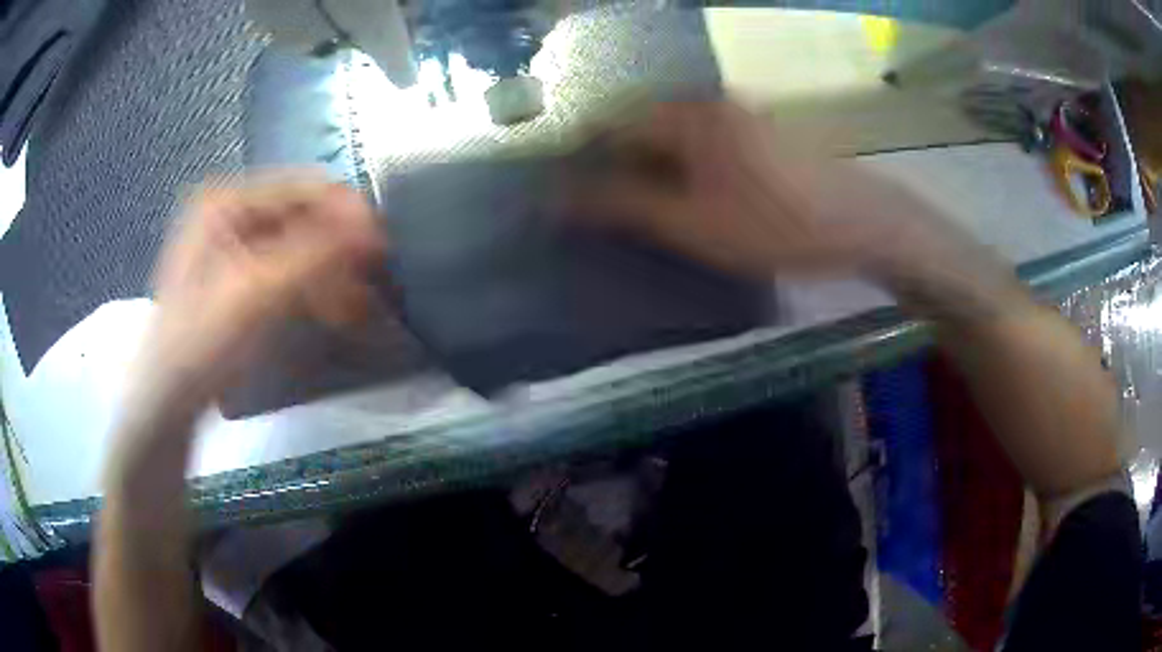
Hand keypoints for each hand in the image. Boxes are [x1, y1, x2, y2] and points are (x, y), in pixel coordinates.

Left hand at [131, 176, 385, 411]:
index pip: (301, 189)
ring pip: (299, 248)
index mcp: (225, 201)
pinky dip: (314, 290)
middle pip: (302, 219)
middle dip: (338, 250)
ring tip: (357, 306)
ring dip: (330, 274)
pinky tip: (335, 312)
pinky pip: (288, 272)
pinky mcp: (241, 278)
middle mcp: (230, 214)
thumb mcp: (255, 295)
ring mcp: (234, 246)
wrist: (168, 400)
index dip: (344, 213)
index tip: (381, 245)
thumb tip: (372, 227)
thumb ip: (314, 255)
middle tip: (372, 283)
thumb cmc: (201, 342)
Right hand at [568, 101, 954, 280]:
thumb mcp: (692, 223)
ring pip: (673, 137)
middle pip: (641, 126)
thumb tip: (561, 198)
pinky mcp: (758, 132)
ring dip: (650, 170)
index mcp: (686, 115)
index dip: (582, 160)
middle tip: (605, 214)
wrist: (862, 223)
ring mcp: (737, 115)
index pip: (610, 124)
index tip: (568, 199)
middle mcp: (708, 103)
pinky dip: (683, 168)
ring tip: (643, 213)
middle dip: (616, 166)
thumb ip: (624, 205)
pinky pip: (702, 143)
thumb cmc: (775, 224)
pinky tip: (690, 200)